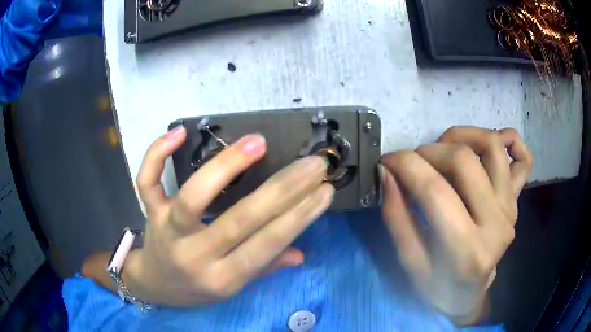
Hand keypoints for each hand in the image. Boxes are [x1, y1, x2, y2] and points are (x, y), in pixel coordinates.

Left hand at [124, 125, 333, 306]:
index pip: (266, 246)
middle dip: (283, 189)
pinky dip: (157, 154)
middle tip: (312, 163)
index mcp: (222, 279)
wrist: (154, 284)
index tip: (324, 190)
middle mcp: (195, 256)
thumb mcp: (232, 288)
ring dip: (226, 167)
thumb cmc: (196, 288)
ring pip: (192, 198)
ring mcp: (167, 232)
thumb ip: (264, 269)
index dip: (299, 217)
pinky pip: (147, 182)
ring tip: (258, 142)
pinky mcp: (150, 214)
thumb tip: (300, 254)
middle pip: (239, 220)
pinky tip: (180, 132)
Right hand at [380, 126, 532, 323]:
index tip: (386, 160)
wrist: (469, 295)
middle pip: (463, 160)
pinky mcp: (516, 202)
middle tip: (412, 160)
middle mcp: (495, 224)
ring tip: (443, 146)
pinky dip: (509, 139)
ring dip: (462, 135)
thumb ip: (396, 217)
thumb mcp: (408, 263)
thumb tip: (387, 172)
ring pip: (492, 147)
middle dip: (428, 150)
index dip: (405, 165)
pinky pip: (523, 158)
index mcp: (465, 250)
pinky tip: (491, 142)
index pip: (434, 190)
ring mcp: (510, 209)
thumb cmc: (436, 287)